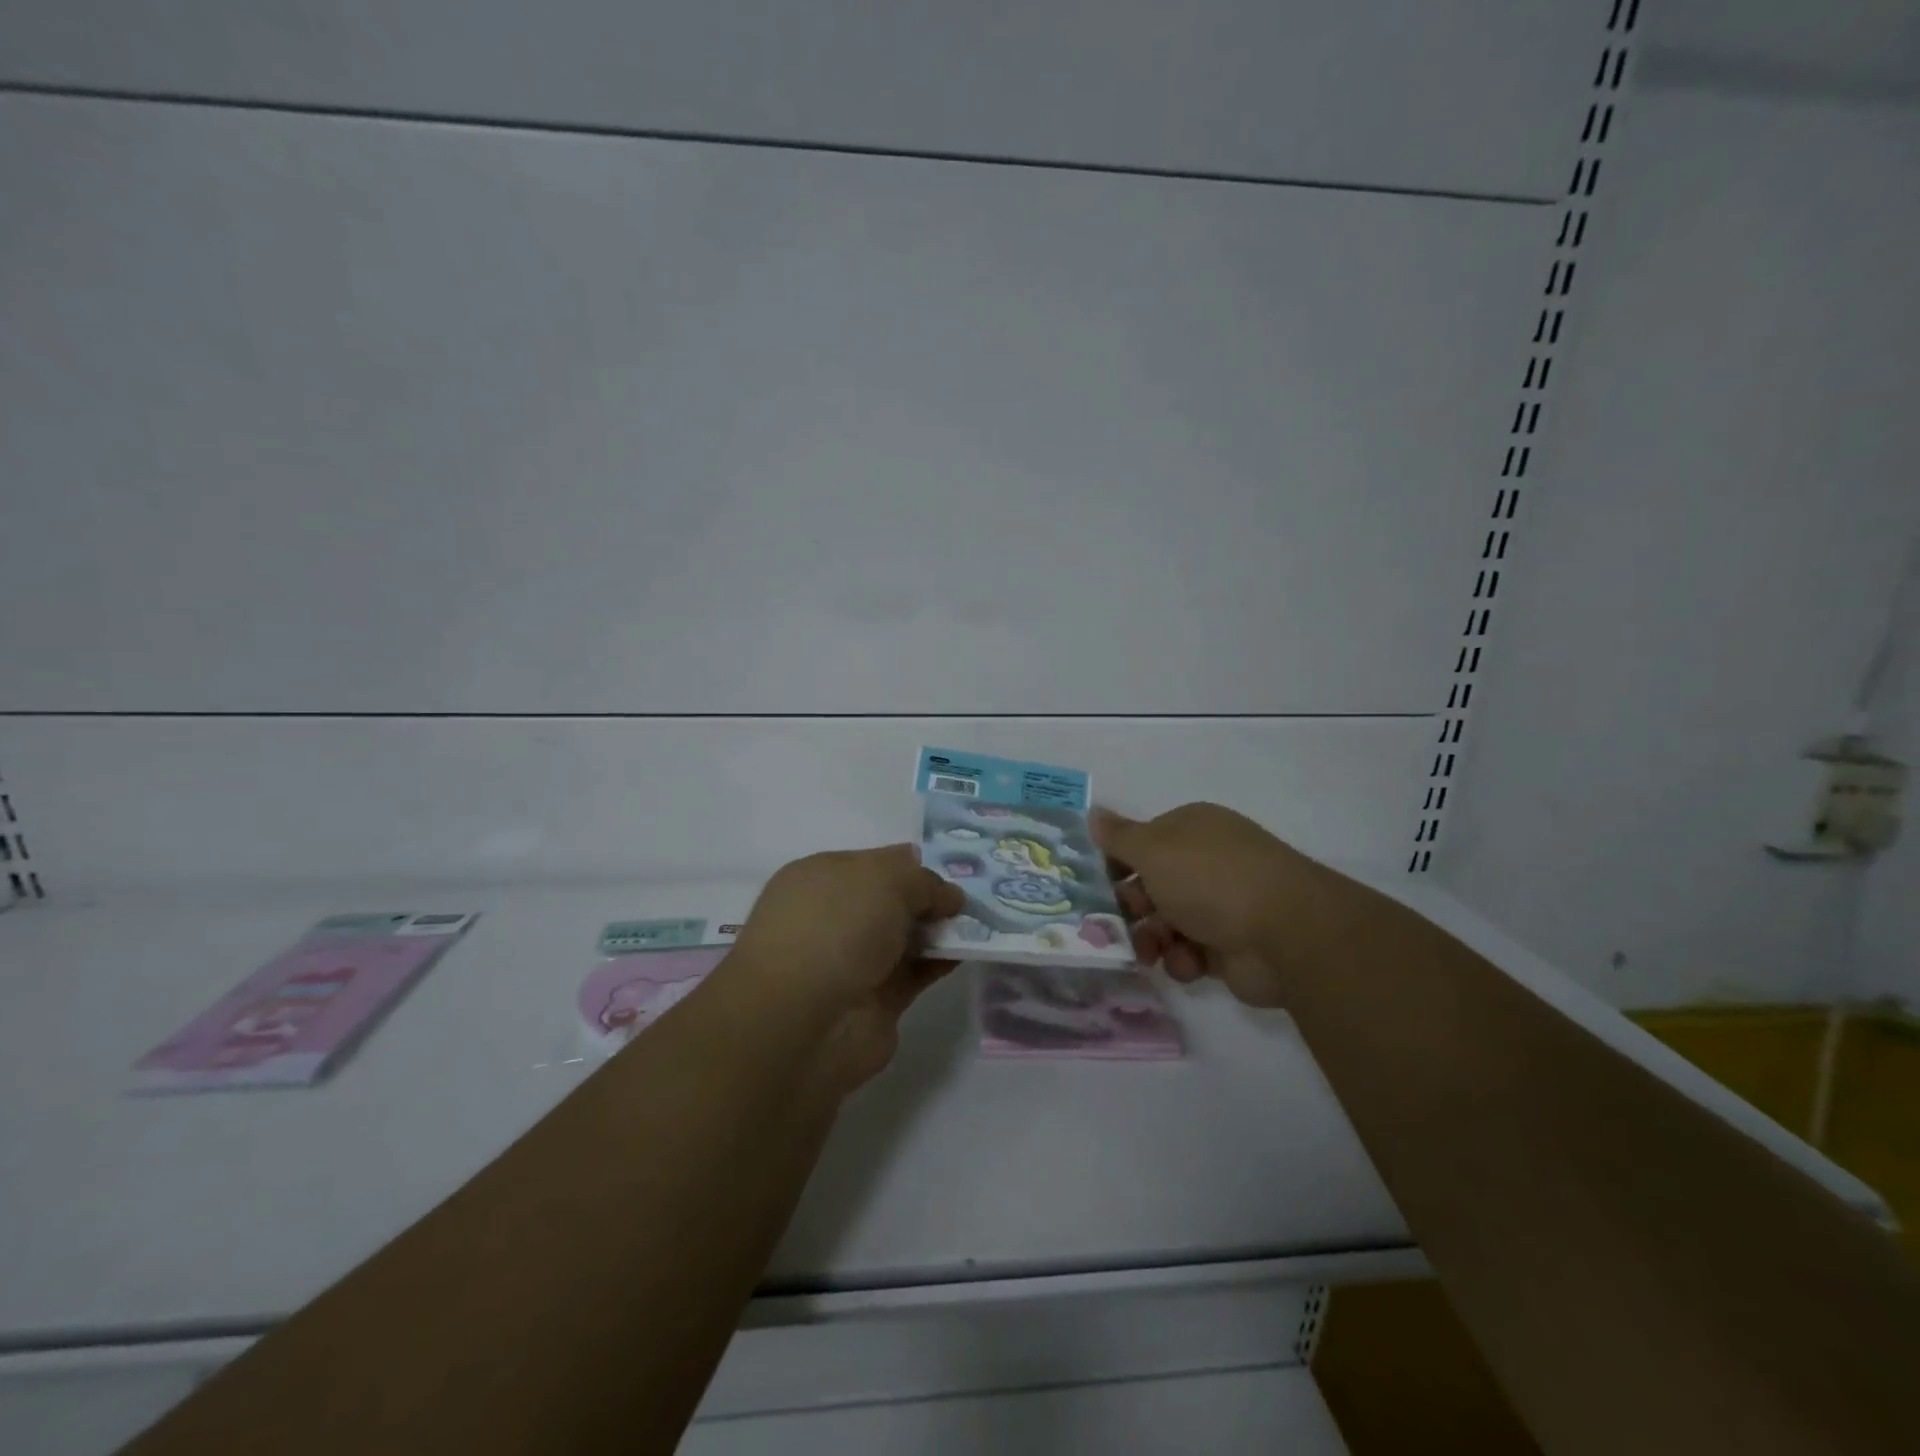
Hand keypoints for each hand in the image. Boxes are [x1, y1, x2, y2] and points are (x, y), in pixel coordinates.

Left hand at [725, 845, 964, 1090]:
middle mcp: (834, 917)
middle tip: (979, 893)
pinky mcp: (876, 1001)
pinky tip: (972, 950)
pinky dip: (943, 961)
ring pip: (906, 937)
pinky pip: (917, 972)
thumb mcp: (885, 879)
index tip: (956, 868)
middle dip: (931, 896)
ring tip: (986, 920)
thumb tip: (947, 894)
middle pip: (893, 900)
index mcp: (821, 877)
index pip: (876, 862)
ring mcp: (853, 961)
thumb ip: (923, 880)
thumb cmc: (835, 928)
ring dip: (941, 929)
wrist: (803, 1022)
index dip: (914, 865)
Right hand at [1093, 802, 1326, 1007]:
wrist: (1284, 934)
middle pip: (1152, 885)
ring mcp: (1222, 904)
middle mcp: (1207, 862)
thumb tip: (1093, 813)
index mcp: (1192, 829)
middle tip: (1117, 923)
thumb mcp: (1153, 850)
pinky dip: (1183, 960)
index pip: (1142, 841)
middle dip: (1131, 907)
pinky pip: (1191, 952)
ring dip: (1152, 939)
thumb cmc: (1210, 879)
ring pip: (1167, 922)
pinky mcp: (1231, 945)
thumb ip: (1119, 837)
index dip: (1118, 863)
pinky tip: (1188, 964)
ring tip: (1150, 952)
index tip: (1099, 885)